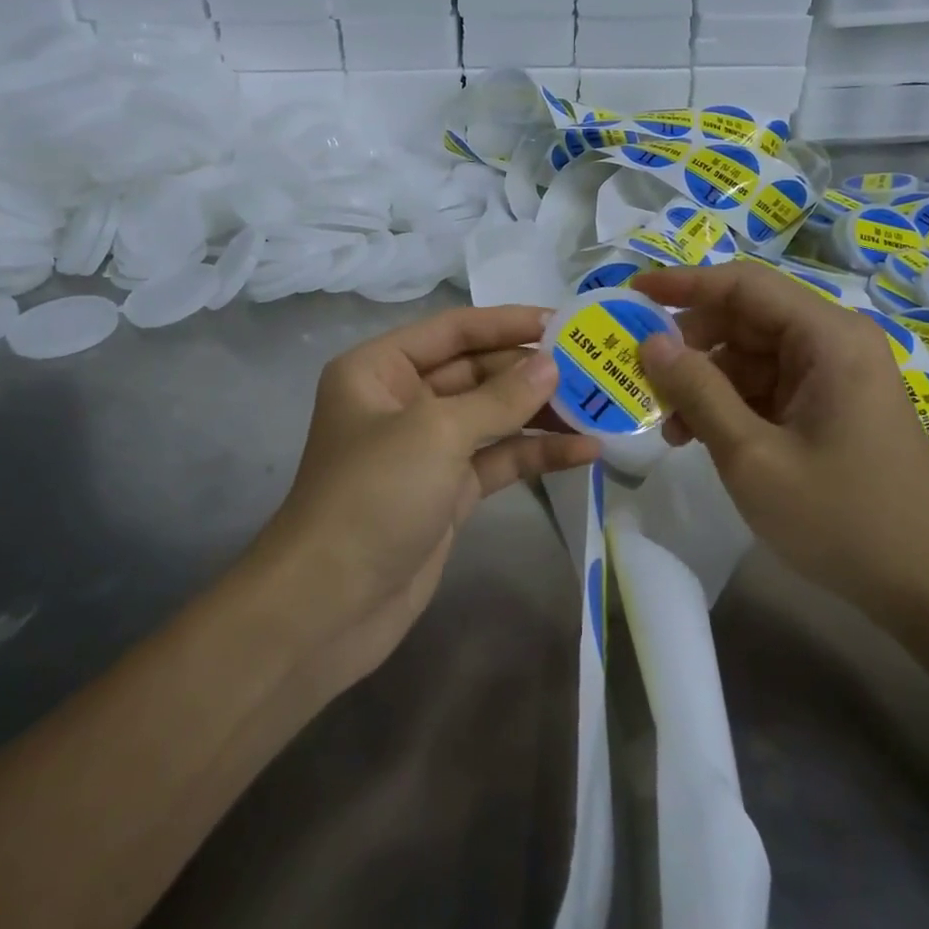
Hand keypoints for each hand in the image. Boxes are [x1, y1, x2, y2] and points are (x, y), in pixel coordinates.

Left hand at [254, 305, 599, 694]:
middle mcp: (402, 401)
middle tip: (592, 365)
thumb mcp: (437, 432)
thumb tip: (551, 366)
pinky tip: (585, 452)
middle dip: (530, 370)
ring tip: (599, 405)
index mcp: (380, 369)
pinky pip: (498, 460)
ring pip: (493, 417)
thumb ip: (499, 397)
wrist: (329, 607)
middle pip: (476, 371)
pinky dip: (537, 455)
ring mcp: (427, 449)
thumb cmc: (373, 495)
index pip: (453, 331)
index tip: (562, 322)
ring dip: (541, 413)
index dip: (507, 322)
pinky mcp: (448, 491)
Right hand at [632, 263, 928, 628]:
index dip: (685, 283)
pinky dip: (731, 403)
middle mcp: (835, 342)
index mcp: (829, 337)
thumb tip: (651, 343)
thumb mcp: (753, 456)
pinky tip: (700, 437)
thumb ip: (699, 392)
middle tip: (642, 373)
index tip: (633, 292)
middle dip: (691, 343)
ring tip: (669, 425)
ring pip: (753, 354)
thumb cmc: (843, 518)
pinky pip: (770, 385)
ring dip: (707, 381)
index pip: (744, 284)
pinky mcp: (833, 405)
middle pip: (747, 317)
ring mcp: (836, 375)